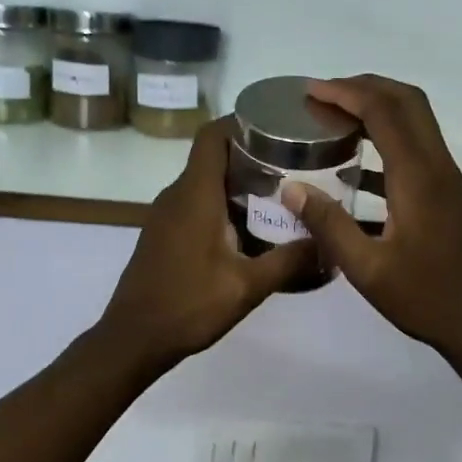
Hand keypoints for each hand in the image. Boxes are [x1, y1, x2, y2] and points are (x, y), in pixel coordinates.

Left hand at [97, 117, 317, 366]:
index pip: (213, 135)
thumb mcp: (247, 286)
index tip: (278, 128)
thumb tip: (328, 242)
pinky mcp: (163, 234)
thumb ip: (289, 261)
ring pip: (206, 182)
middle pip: (214, 156)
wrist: (133, 339)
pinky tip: (250, 230)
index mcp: (195, 194)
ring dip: (239, 184)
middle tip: (294, 166)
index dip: (242, 122)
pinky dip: (223, 205)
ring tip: (280, 197)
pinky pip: (196, 204)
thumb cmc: (188, 305)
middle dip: (253, 156)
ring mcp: (166, 215)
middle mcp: (177, 195)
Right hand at [280, 75, 461, 358]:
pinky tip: (353, 163)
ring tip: (333, 117)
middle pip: (406, 100)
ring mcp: (445, 177)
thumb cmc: (426, 298)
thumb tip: (291, 187)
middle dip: (363, 87)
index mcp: (417, 176)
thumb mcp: (367, 269)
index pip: (383, 111)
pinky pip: (415, 145)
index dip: (345, 93)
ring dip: (377, 107)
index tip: (310, 91)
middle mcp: (436, 165)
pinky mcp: (445, 191)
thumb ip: (329, 225)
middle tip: (321, 96)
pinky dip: (385, 136)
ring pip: (415, 119)